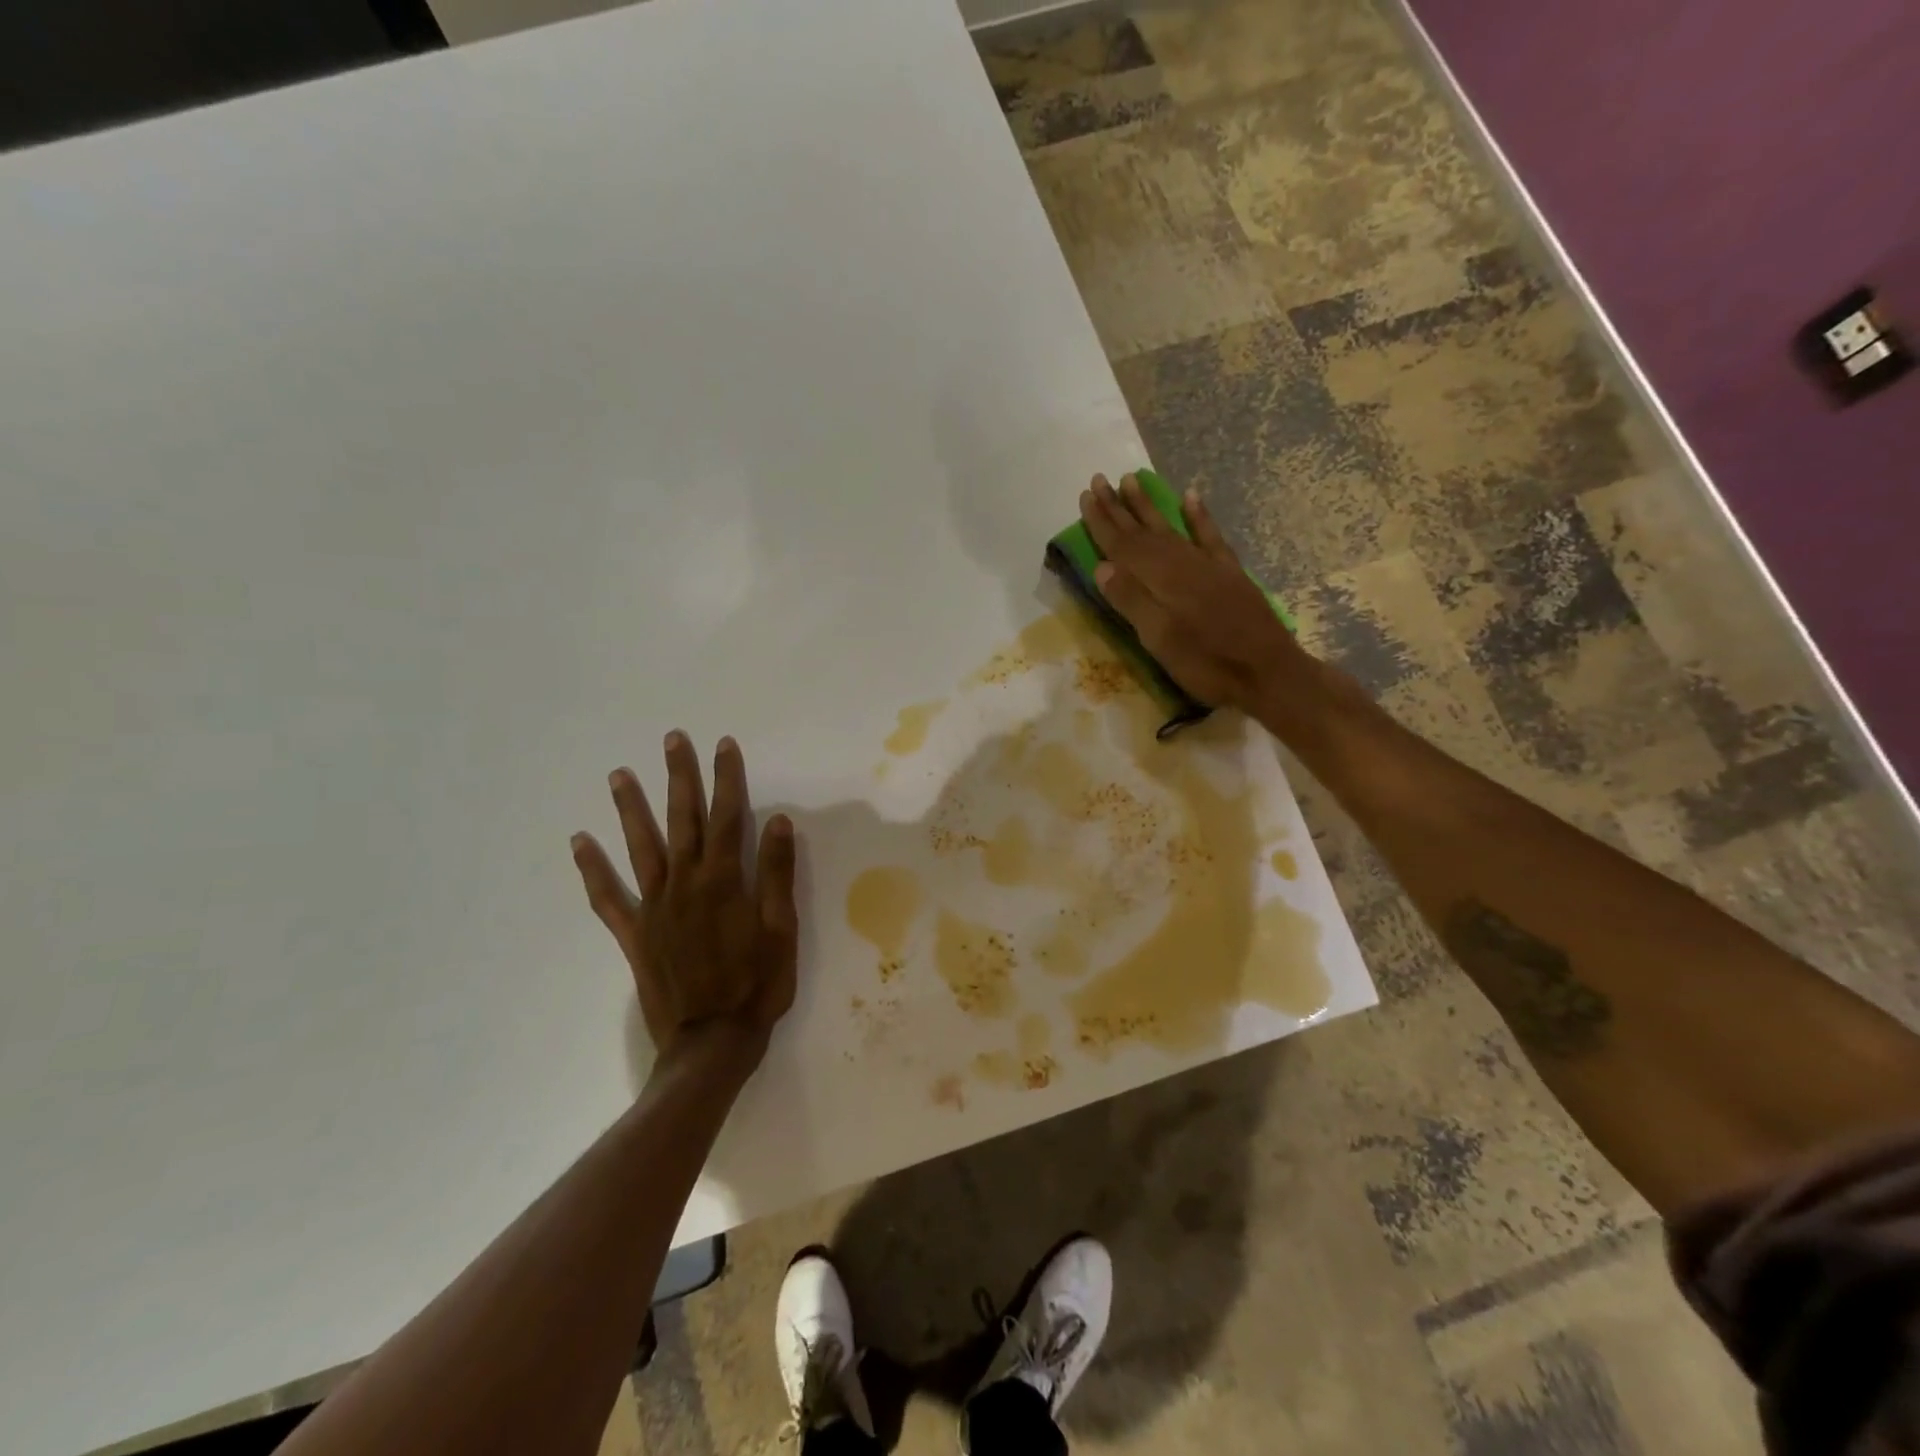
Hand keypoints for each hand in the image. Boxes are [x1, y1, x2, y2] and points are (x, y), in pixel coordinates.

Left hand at [571, 733, 798, 1062]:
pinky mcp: (635, 933)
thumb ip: (778, 875)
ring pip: (641, 847)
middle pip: (682, 819)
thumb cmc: (757, 985)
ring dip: (630, 809)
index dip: (727, 778)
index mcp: (725, 880)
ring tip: (619, 774)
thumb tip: (778, 822)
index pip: (728, 816)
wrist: (712, 1042)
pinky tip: (578, 843)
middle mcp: (685, 883)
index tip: (723, 745)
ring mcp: (655, 907)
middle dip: (679, 777)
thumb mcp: (782, 930)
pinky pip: (608, 897)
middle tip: (672, 739)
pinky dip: (592, 870)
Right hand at [1078, 473, 1317, 719]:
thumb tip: (1102, 566)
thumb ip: (1132, 601)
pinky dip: (1199, 516)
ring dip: (1148, 505)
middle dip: (1119, 507)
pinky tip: (1191, 497)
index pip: (1122, 545)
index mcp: (1160, 580)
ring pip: (1170, 527)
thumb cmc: (1207, 663)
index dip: (1102, 522)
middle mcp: (1181, 563)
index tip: (1086, 495)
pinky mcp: (1229, 572)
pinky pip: (1209, 535)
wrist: (1268, 671)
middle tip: (1100, 479)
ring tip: (1133, 479)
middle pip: (1142, 531)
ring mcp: (1207, 565)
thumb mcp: (1160, 640)